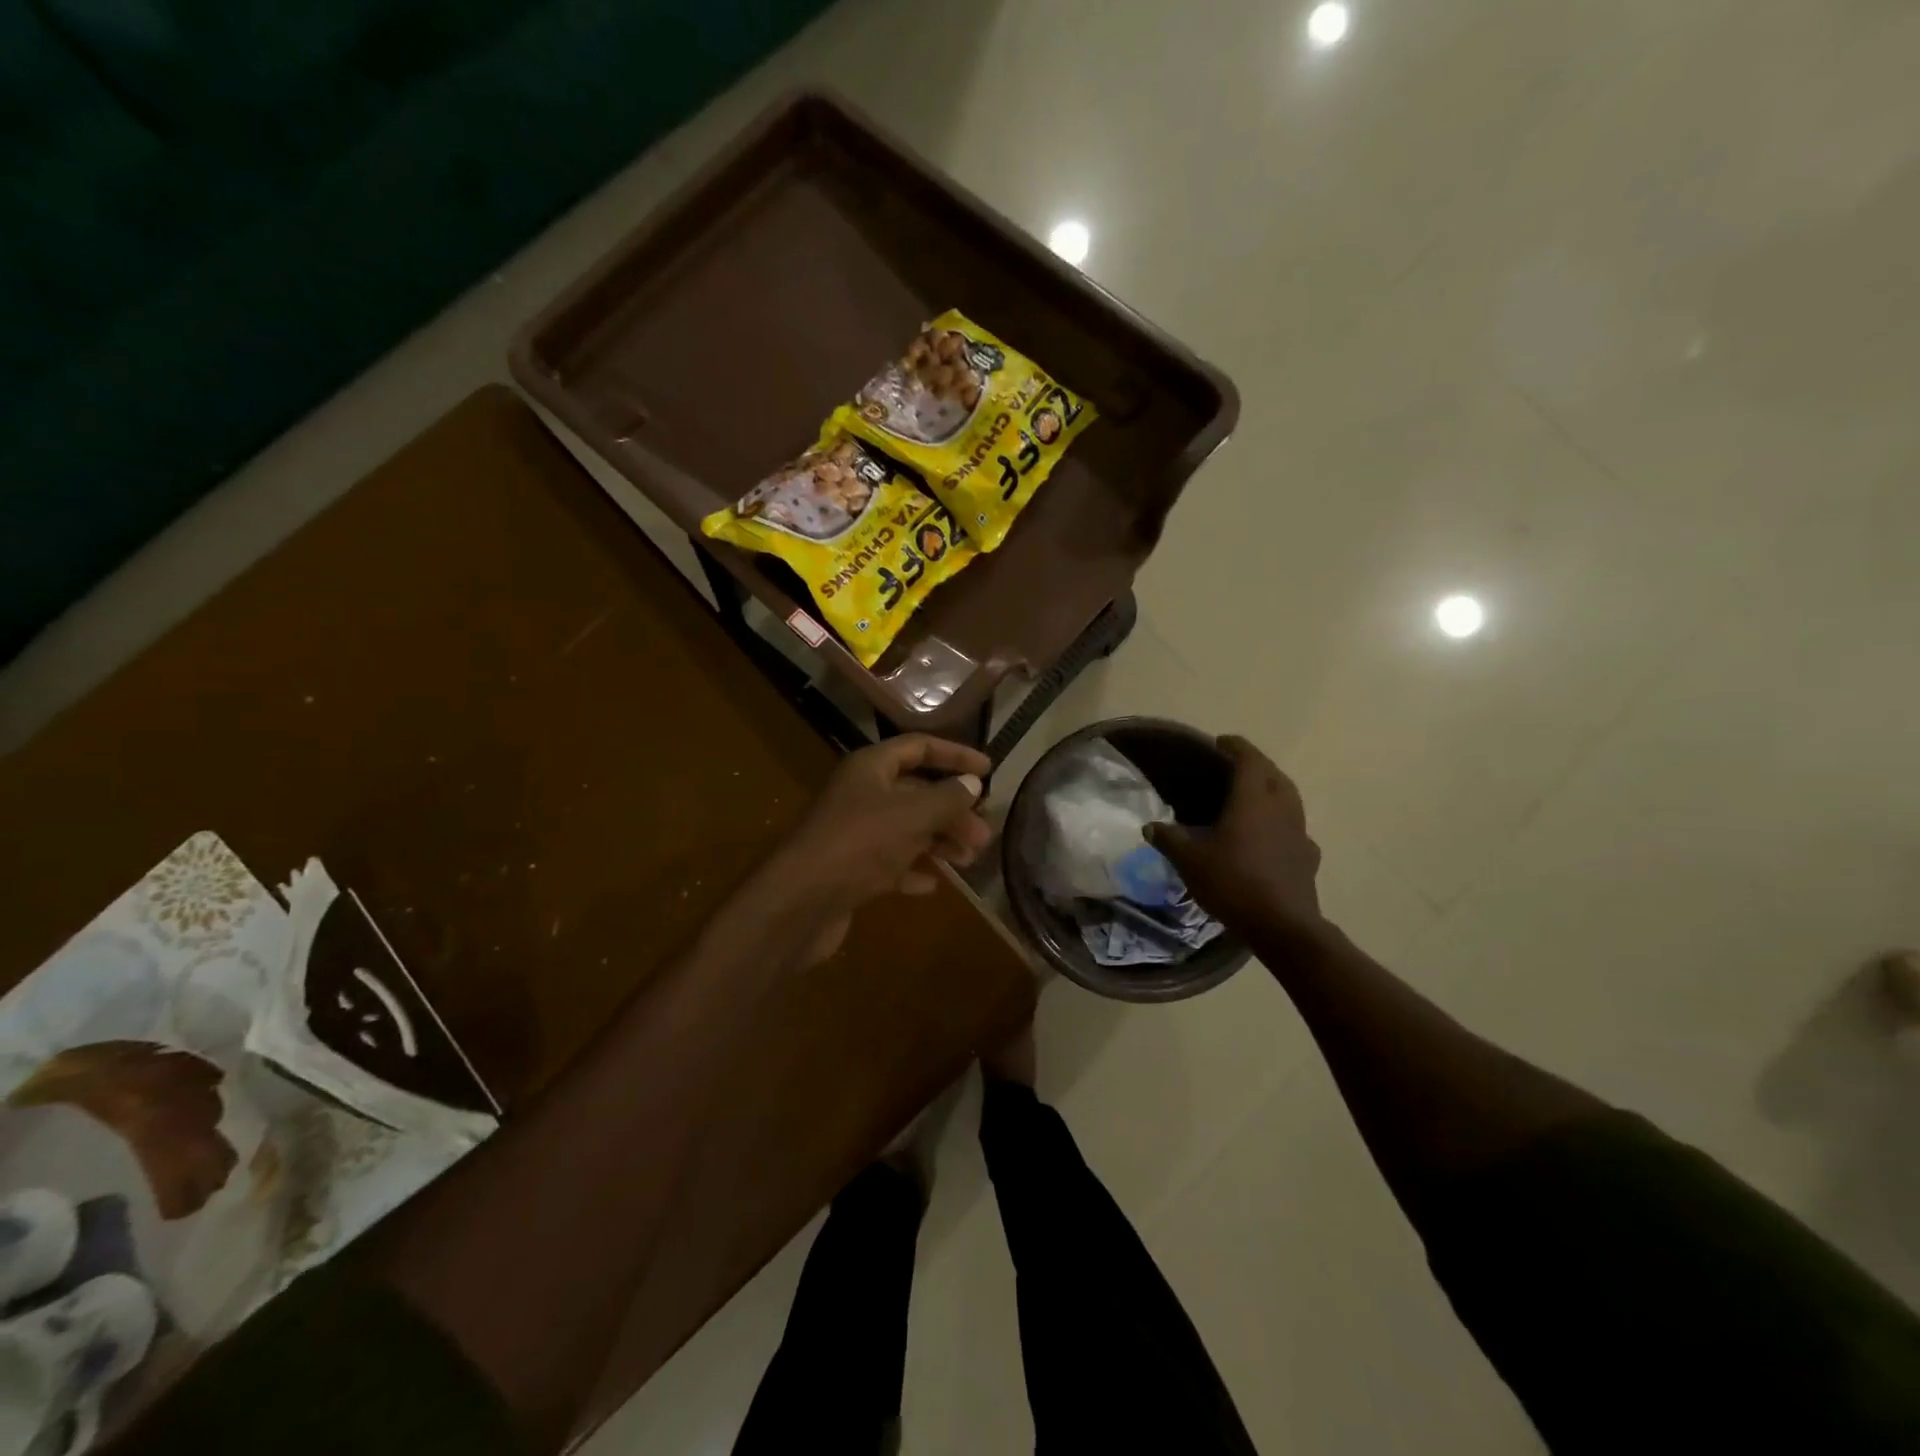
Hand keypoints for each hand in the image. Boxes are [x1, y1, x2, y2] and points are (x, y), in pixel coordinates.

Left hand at [767, 736, 992, 962]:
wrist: (801, 902)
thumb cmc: (860, 844)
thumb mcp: (912, 815)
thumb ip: (947, 797)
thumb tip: (973, 783)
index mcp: (870, 768)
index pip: (919, 747)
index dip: (955, 755)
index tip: (989, 770)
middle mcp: (861, 794)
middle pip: (916, 792)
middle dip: (952, 811)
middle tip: (982, 835)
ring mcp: (853, 833)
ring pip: (906, 829)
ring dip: (938, 841)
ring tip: (968, 861)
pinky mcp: (850, 869)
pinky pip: (890, 863)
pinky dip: (912, 869)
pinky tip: (932, 885)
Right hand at [1147, 736, 1325, 939]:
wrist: (1282, 925)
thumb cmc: (1233, 881)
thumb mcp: (1189, 860)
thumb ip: (1169, 839)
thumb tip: (1151, 826)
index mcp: (1253, 799)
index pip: (1249, 759)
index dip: (1235, 746)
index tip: (1220, 742)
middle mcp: (1282, 808)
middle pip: (1274, 774)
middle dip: (1256, 765)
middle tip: (1234, 767)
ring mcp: (1300, 832)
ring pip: (1289, 799)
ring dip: (1272, 790)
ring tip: (1252, 798)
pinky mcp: (1308, 857)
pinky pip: (1295, 828)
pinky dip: (1282, 823)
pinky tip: (1270, 837)